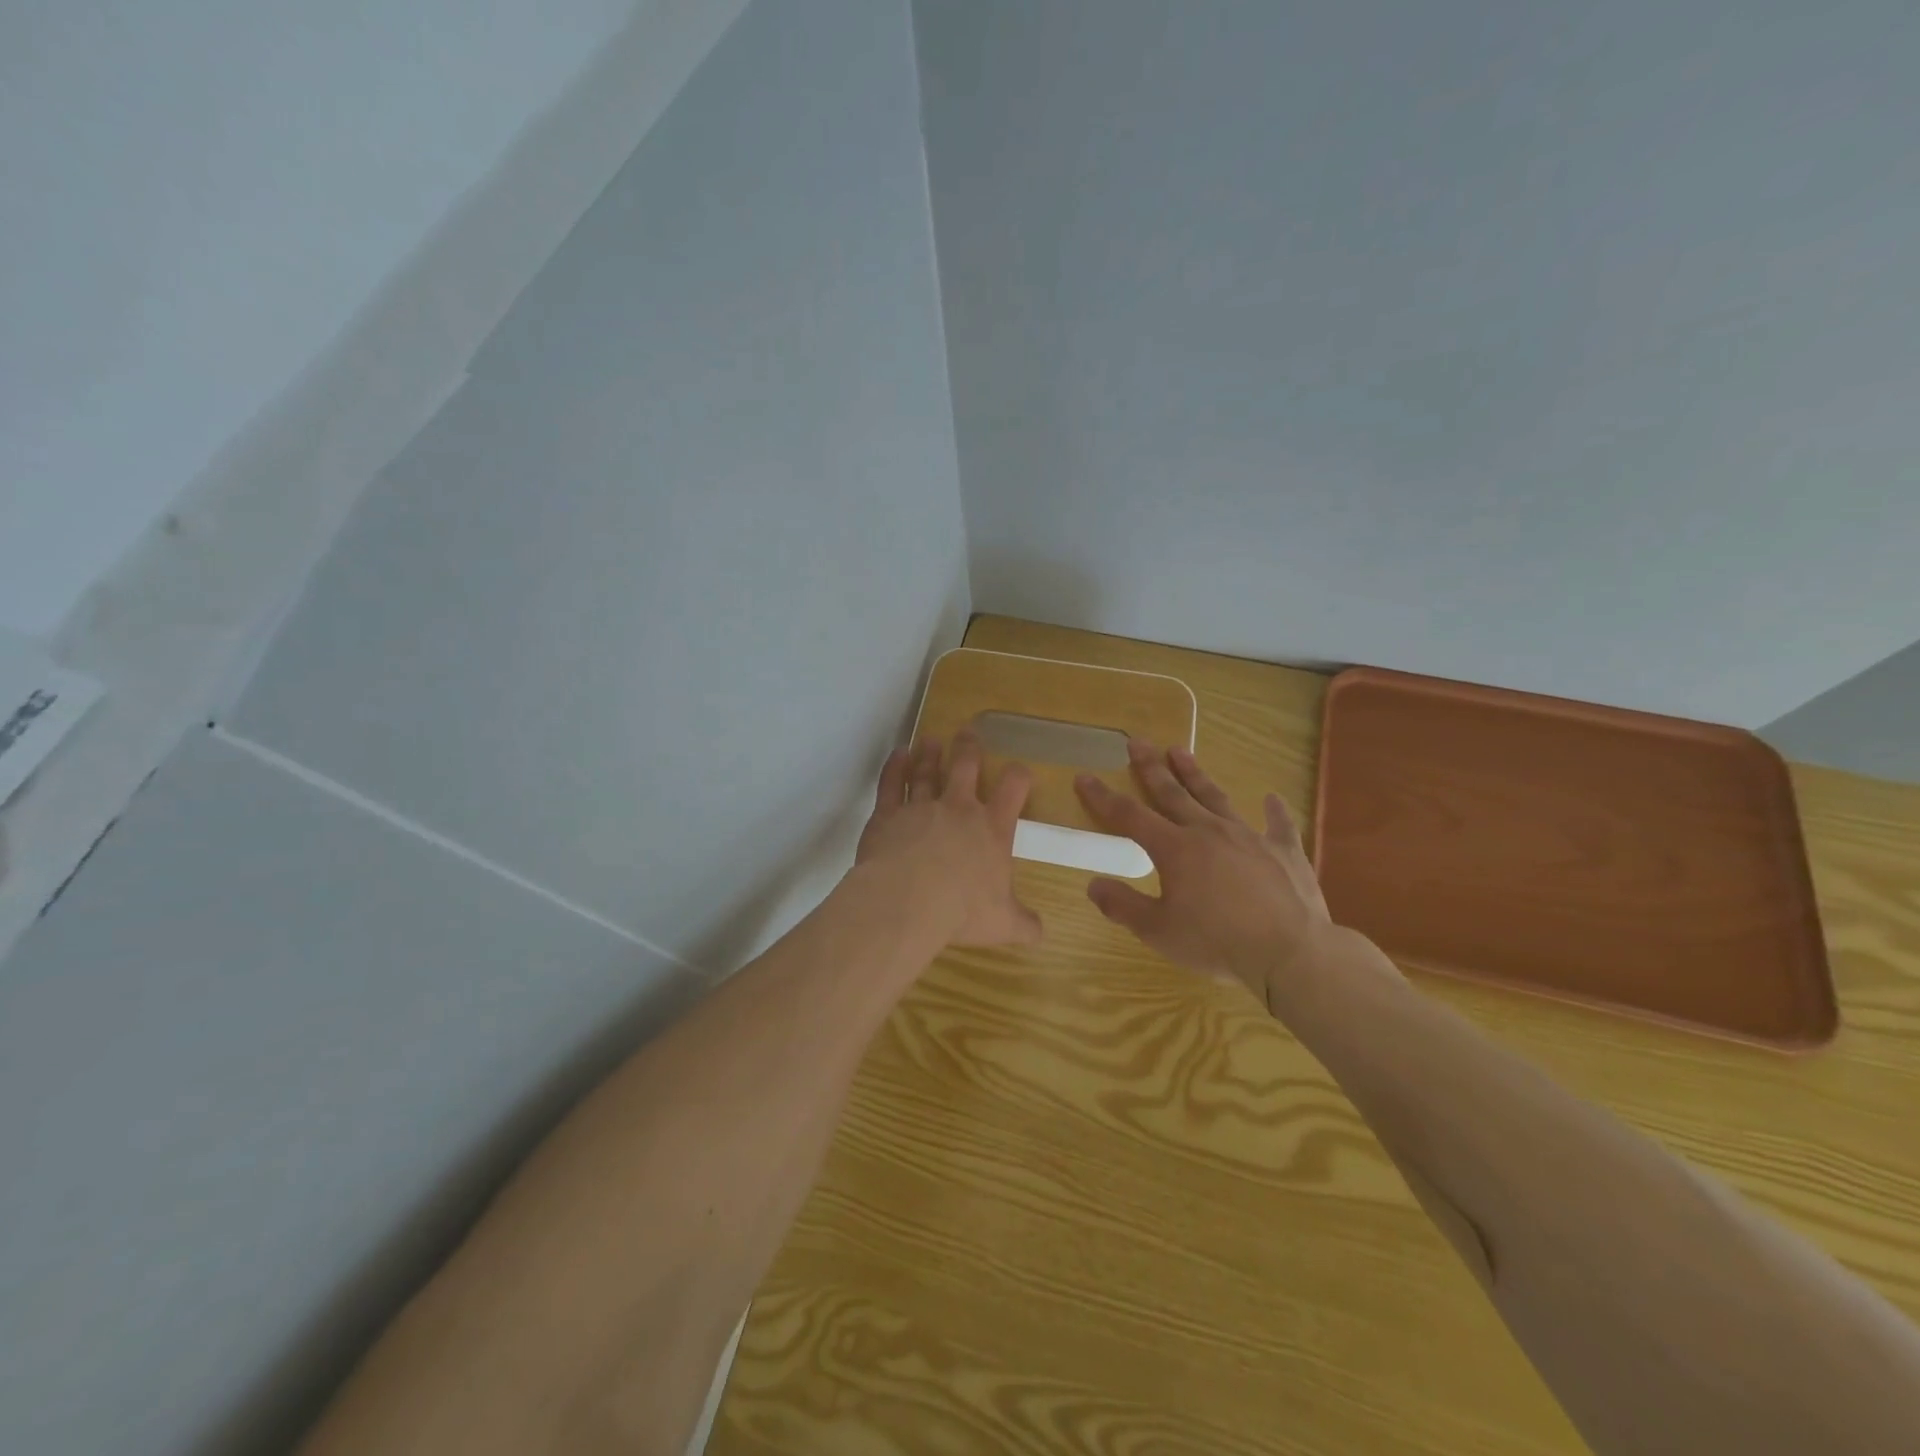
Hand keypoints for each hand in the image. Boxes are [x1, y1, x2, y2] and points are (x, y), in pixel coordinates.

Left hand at [856, 730, 1043, 947]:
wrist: (907, 901)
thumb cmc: (961, 911)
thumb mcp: (1002, 924)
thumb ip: (1024, 924)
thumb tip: (1041, 933)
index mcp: (991, 829)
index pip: (1013, 789)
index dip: (1019, 775)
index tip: (1019, 770)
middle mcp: (958, 809)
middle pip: (965, 767)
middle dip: (969, 748)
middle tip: (968, 732)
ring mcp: (921, 807)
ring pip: (926, 770)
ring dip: (929, 754)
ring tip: (931, 740)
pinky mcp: (887, 814)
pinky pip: (891, 783)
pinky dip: (894, 766)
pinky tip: (898, 754)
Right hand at [1074, 742, 1332, 1008]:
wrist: (1290, 952)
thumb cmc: (1217, 943)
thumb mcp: (1159, 931)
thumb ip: (1123, 905)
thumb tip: (1093, 884)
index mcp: (1175, 849)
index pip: (1129, 815)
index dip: (1103, 797)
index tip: (1085, 777)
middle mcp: (1208, 832)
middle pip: (1173, 793)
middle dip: (1151, 767)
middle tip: (1137, 742)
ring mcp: (1249, 837)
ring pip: (1216, 798)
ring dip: (1196, 775)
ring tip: (1181, 751)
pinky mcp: (1284, 852)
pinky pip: (1278, 825)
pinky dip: (1274, 811)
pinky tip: (1272, 798)